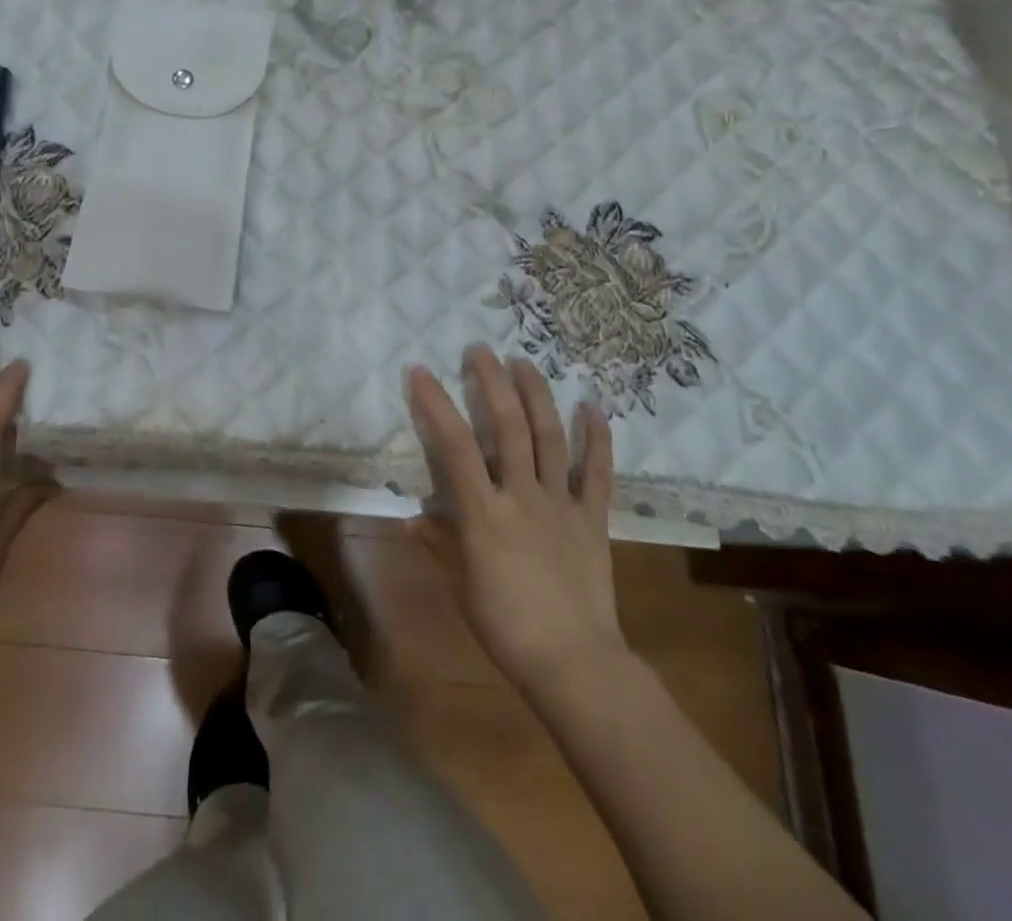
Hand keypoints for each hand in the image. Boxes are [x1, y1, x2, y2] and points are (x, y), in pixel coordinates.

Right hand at [408, 347, 625, 696]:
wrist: (574, 662)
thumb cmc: (506, 626)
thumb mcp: (460, 585)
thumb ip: (438, 544)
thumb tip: (413, 517)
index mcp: (484, 512)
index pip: (455, 446)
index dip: (436, 405)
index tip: (420, 372)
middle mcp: (522, 495)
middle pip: (508, 427)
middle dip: (492, 382)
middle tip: (479, 350)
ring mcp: (562, 503)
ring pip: (549, 437)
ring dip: (536, 394)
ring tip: (523, 361)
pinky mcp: (593, 517)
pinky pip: (598, 472)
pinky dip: (597, 437)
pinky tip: (593, 406)